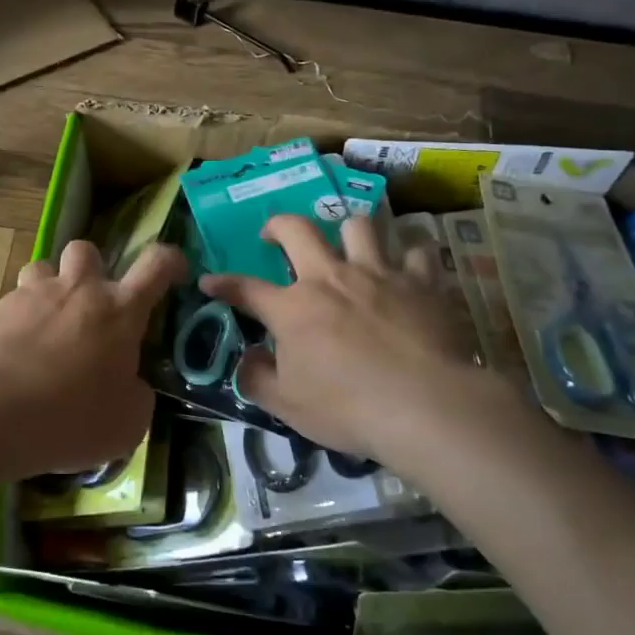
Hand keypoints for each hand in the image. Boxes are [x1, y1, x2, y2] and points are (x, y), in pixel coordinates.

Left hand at [0, 238, 184, 475]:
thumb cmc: (73, 417)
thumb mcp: (128, 422)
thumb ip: (138, 394)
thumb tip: (132, 385)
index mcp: (120, 310)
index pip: (156, 264)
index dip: (171, 261)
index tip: (175, 273)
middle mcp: (78, 290)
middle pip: (88, 250)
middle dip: (92, 269)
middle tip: (90, 305)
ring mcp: (33, 295)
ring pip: (43, 266)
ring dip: (50, 286)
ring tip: (48, 321)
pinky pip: (12, 301)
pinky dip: (19, 318)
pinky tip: (15, 351)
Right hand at [200, 215, 530, 473]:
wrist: (425, 406)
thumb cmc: (348, 408)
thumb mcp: (288, 406)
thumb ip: (258, 380)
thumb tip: (246, 361)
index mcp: (293, 308)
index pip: (246, 289)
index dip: (223, 284)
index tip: (209, 282)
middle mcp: (331, 278)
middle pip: (298, 230)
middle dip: (278, 225)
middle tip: (274, 234)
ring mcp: (379, 274)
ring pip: (358, 225)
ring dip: (348, 231)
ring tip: (348, 245)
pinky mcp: (422, 282)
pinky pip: (417, 251)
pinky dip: (410, 257)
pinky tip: (409, 268)